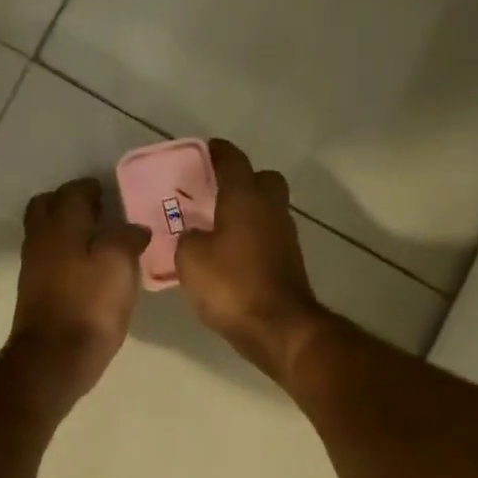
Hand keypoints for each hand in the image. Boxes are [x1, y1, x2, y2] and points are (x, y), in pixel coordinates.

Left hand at [8, 178, 150, 404]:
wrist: (55, 357)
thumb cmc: (90, 305)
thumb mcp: (119, 264)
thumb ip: (127, 237)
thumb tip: (134, 228)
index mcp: (62, 225)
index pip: (72, 192)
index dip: (91, 188)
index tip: (109, 192)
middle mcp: (41, 239)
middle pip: (47, 206)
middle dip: (69, 202)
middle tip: (97, 210)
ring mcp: (34, 267)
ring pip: (45, 232)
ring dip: (66, 227)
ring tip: (97, 238)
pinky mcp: (35, 291)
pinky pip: (48, 257)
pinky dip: (65, 252)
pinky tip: (87, 267)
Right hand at [175, 139, 326, 382]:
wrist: (278, 327)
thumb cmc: (231, 284)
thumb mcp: (190, 259)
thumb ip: (187, 238)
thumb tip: (195, 235)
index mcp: (245, 198)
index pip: (233, 161)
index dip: (218, 152)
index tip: (207, 149)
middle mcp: (270, 210)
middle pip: (264, 180)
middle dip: (244, 180)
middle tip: (216, 192)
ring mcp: (285, 237)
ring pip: (268, 210)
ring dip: (248, 212)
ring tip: (218, 227)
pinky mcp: (289, 263)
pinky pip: (269, 237)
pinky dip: (252, 239)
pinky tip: (231, 256)